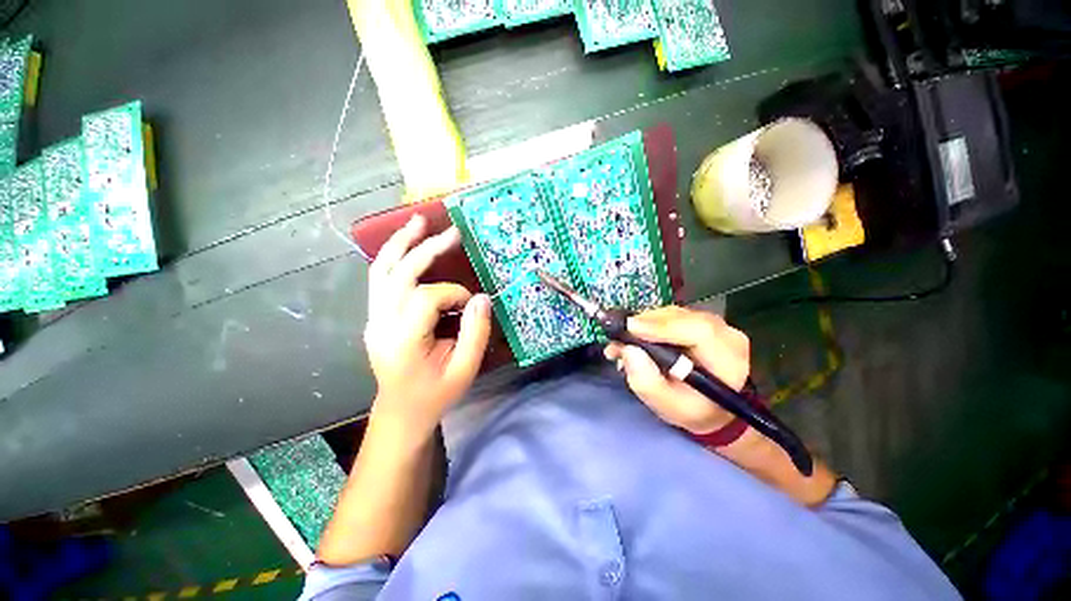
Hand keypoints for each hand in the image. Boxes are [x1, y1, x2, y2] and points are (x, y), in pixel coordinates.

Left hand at [364, 215, 491, 437]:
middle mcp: (382, 324)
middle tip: (451, 232)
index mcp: (404, 341)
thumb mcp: (465, 370)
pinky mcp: (375, 316)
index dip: (453, 293)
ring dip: (400, 243)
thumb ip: (476, 332)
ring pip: (381, 270)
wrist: (401, 411)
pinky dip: (393, 257)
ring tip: (418, 221)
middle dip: (426, 249)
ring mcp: (374, 319)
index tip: (470, 304)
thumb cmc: (435, 393)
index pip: (426, 298)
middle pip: (399, 274)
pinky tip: (406, 244)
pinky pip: (380, 279)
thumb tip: (481, 297)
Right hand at [604, 306, 749, 434]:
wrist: (711, 407)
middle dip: (644, 325)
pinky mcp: (700, 319)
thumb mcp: (667, 405)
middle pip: (680, 317)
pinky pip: (671, 314)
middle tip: (618, 339)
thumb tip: (628, 350)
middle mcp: (726, 333)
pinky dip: (649, 323)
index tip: (630, 329)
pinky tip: (636, 337)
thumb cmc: (692, 409)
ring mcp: (714, 323)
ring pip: (672, 313)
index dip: (662, 326)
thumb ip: (646, 381)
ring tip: (624, 343)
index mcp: (728, 358)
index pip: (698, 331)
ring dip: (643, 324)